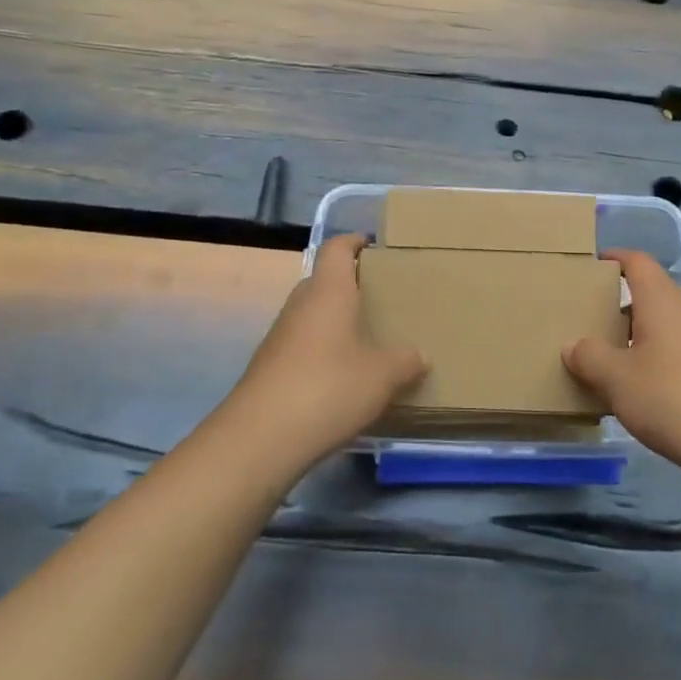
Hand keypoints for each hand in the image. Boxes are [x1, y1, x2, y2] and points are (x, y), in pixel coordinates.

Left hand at [218, 234, 426, 469]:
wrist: (260, 437)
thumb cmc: (328, 388)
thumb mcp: (382, 375)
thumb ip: (405, 360)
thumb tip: (420, 355)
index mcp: (328, 292)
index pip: (337, 248)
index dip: (354, 241)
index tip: (375, 246)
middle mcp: (300, 305)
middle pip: (324, 281)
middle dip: (351, 285)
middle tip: (383, 298)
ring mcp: (280, 337)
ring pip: (312, 315)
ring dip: (336, 321)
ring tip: (368, 339)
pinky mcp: (270, 368)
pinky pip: (303, 345)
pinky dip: (324, 351)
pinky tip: (343, 377)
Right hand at [563, 250, 680, 473]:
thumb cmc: (668, 397)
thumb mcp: (615, 378)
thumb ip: (589, 356)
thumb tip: (573, 346)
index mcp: (662, 302)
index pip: (638, 262)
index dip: (614, 258)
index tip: (592, 266)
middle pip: (652, 295)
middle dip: (621, 305)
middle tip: (590, 320)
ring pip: (666, 327)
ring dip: (638, 336)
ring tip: (610, 359)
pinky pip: (680, 354)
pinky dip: (657, 361)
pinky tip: (642, 391)